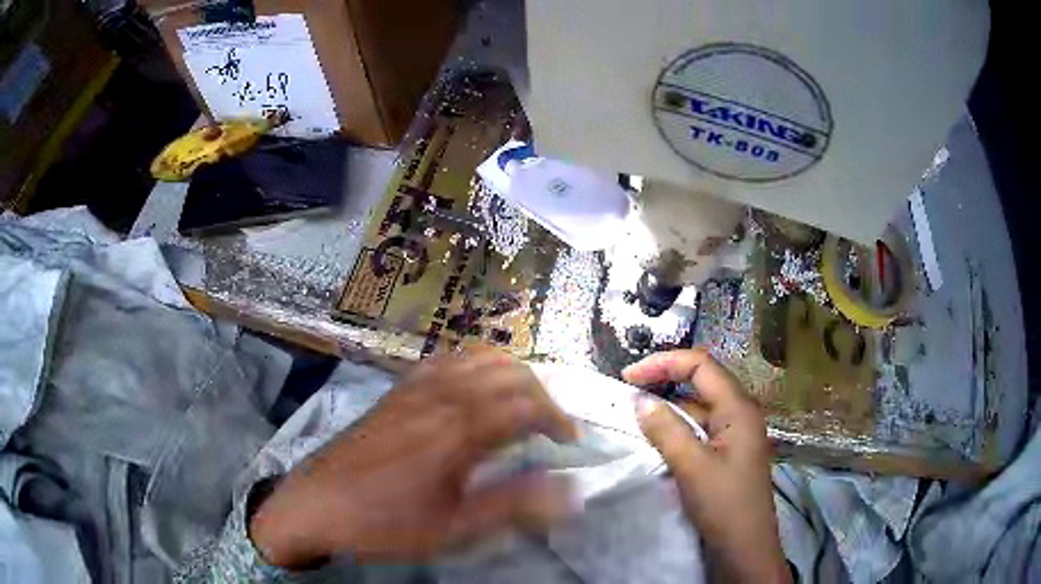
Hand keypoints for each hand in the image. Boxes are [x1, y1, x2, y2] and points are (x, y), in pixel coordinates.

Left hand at [250, 349, 578, 568]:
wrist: (318, 504)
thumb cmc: (386, 523)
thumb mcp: (453, 529)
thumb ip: (513, 507)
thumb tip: (570, 493)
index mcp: (458, 432)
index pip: (527, 405)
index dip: (557, 418)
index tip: (568, 441)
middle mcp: (442, 397)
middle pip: (510, 372)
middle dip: (542, 394)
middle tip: (549, 426)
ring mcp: (417, 387)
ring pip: (480, 357)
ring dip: (512, 373)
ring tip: (521, 403)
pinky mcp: (398, 388)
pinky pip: (448, 358)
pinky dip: (476, 363)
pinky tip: (476, 387)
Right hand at [624, 349, 789, 583]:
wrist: (745, 547)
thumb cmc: (724, 504)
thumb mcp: (692, 467)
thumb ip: (667, 430)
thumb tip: (640, 400)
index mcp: (738, 408)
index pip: (701, 365)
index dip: (664, 363)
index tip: (628, 377)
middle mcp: (740, 413)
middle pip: (701, 382)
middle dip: (665, 381)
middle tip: (628, 393)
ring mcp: (735, 434)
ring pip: (699, 408)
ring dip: (669, 408)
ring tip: (636, 416)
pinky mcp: (728, 452)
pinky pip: (700, 429)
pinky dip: (677, 429)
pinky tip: (657, 439)